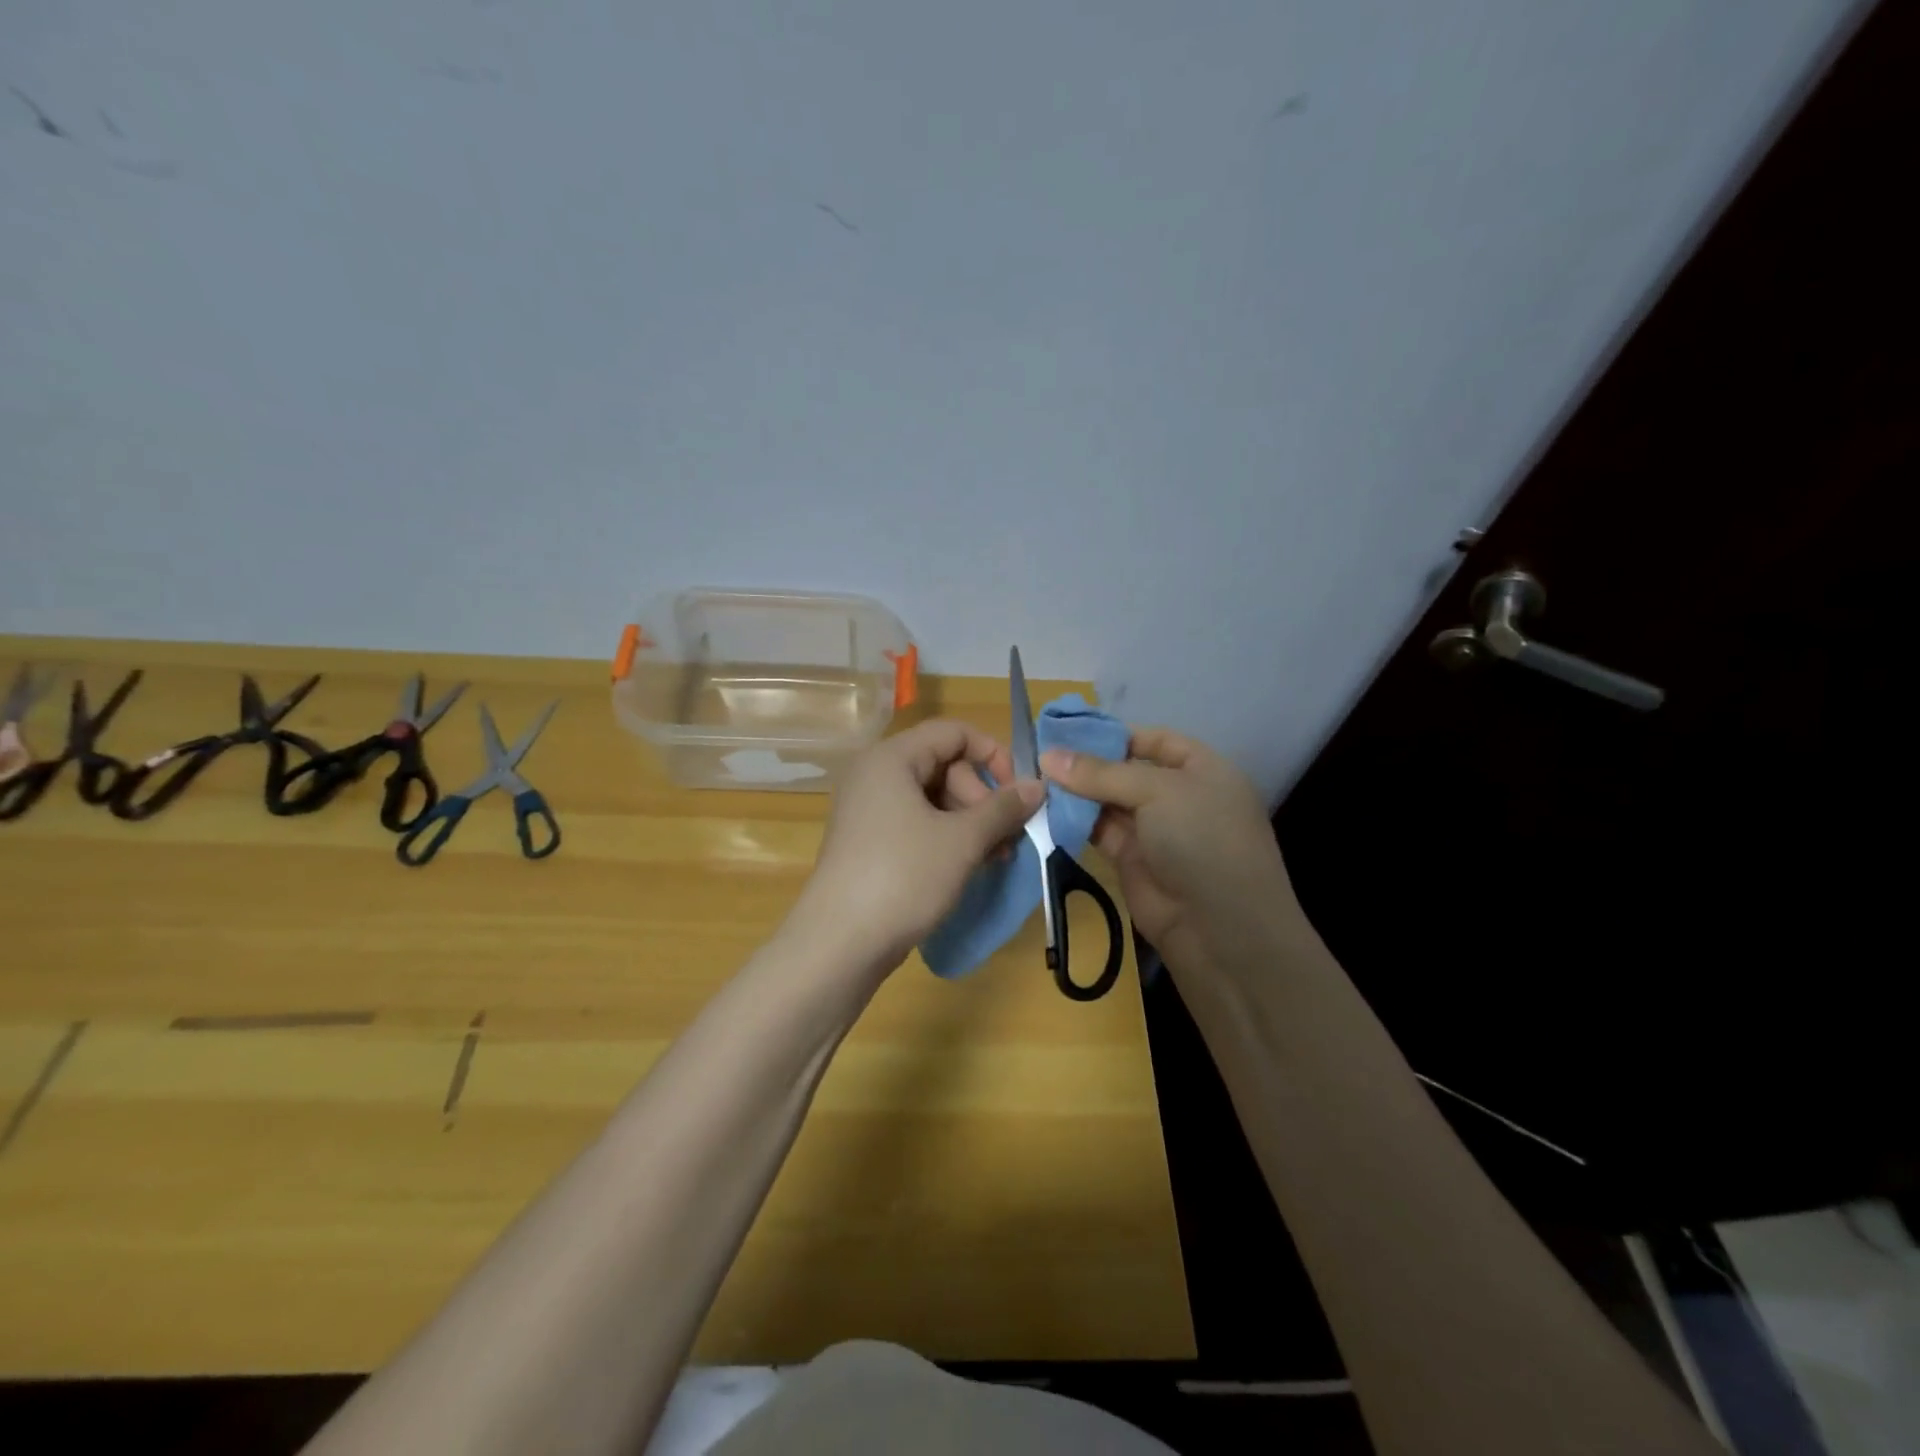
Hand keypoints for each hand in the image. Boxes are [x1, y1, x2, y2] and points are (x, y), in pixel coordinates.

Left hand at [790, 720, 1043, 977]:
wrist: (839, 944)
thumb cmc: (903, 878)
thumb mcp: (962, 841)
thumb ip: (1003, 808)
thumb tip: (1039, 785)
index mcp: (891, 758)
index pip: (953, 732)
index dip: (993, 755)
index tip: (1019, 793)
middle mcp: (875, 775)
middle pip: (944, 765)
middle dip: (982, 798)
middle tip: (1005, 837)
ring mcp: (868, 810)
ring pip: (933, 798)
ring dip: (970, 822)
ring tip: (995, 857)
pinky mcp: (868, 841)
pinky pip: (916, 823)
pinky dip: (946, 837)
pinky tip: (969, 865)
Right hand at [1042, 728, 1299, 974]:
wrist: (1220, 929)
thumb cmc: (1202, 839)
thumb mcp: (1157, 792)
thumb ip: (1101, 773)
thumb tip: (1048, 756)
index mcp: (1202, 770)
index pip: (1156, 740)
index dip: (1115, 734)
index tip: (1068, 730)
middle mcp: (1179, 796)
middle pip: (1126, 771)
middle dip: (1087, 764)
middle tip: (1038, 754)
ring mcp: (1156, 831)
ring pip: (1109, 802)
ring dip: (1076, 793)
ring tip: (1033, 779)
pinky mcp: (1132, 861)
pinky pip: (1099, 832)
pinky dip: (1075, 822)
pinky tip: (1044, 810)